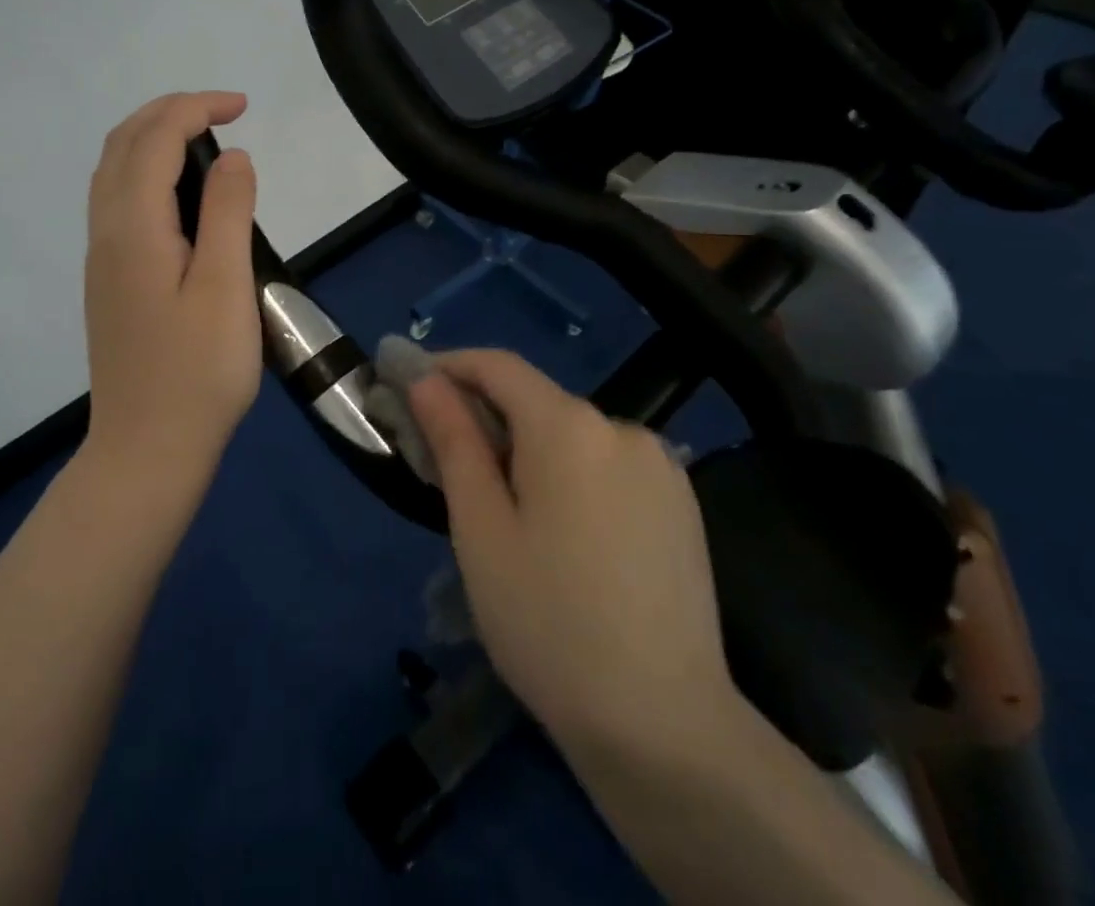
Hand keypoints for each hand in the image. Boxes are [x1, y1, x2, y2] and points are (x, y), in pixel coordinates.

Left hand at [82, 92, 261, 487]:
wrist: (147, 449)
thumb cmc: (198, 372)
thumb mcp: (226, 287)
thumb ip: (228, 212)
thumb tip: (232, 155)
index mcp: (134, 228)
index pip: (155, 139)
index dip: (196, 108)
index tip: (244, 106)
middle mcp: (106, 232)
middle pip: (122, 144)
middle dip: (169, 111)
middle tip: (223, 111)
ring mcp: (101, 258)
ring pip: (112, 171)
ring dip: (152, 137)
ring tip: (203, 139)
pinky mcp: (109, 280)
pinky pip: (116, 200)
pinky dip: (144, 170)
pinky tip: (178, 194)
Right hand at [408, 350, 740, 759]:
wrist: (664, 727)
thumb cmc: (548, 623)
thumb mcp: (481, 530)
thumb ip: (453, 441)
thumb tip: (427, 381)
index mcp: (569, 426)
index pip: (499, 366)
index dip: (451, 366)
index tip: (413, 388)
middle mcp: (621, 427)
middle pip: (537, 401)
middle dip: (487, 418)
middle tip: (445, 465)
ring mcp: (660, 465)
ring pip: (573, 434)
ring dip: (529, 449)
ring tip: (503, 509)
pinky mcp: (681, 502)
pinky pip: (608, 464)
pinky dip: (571, 473)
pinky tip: (562, 531)